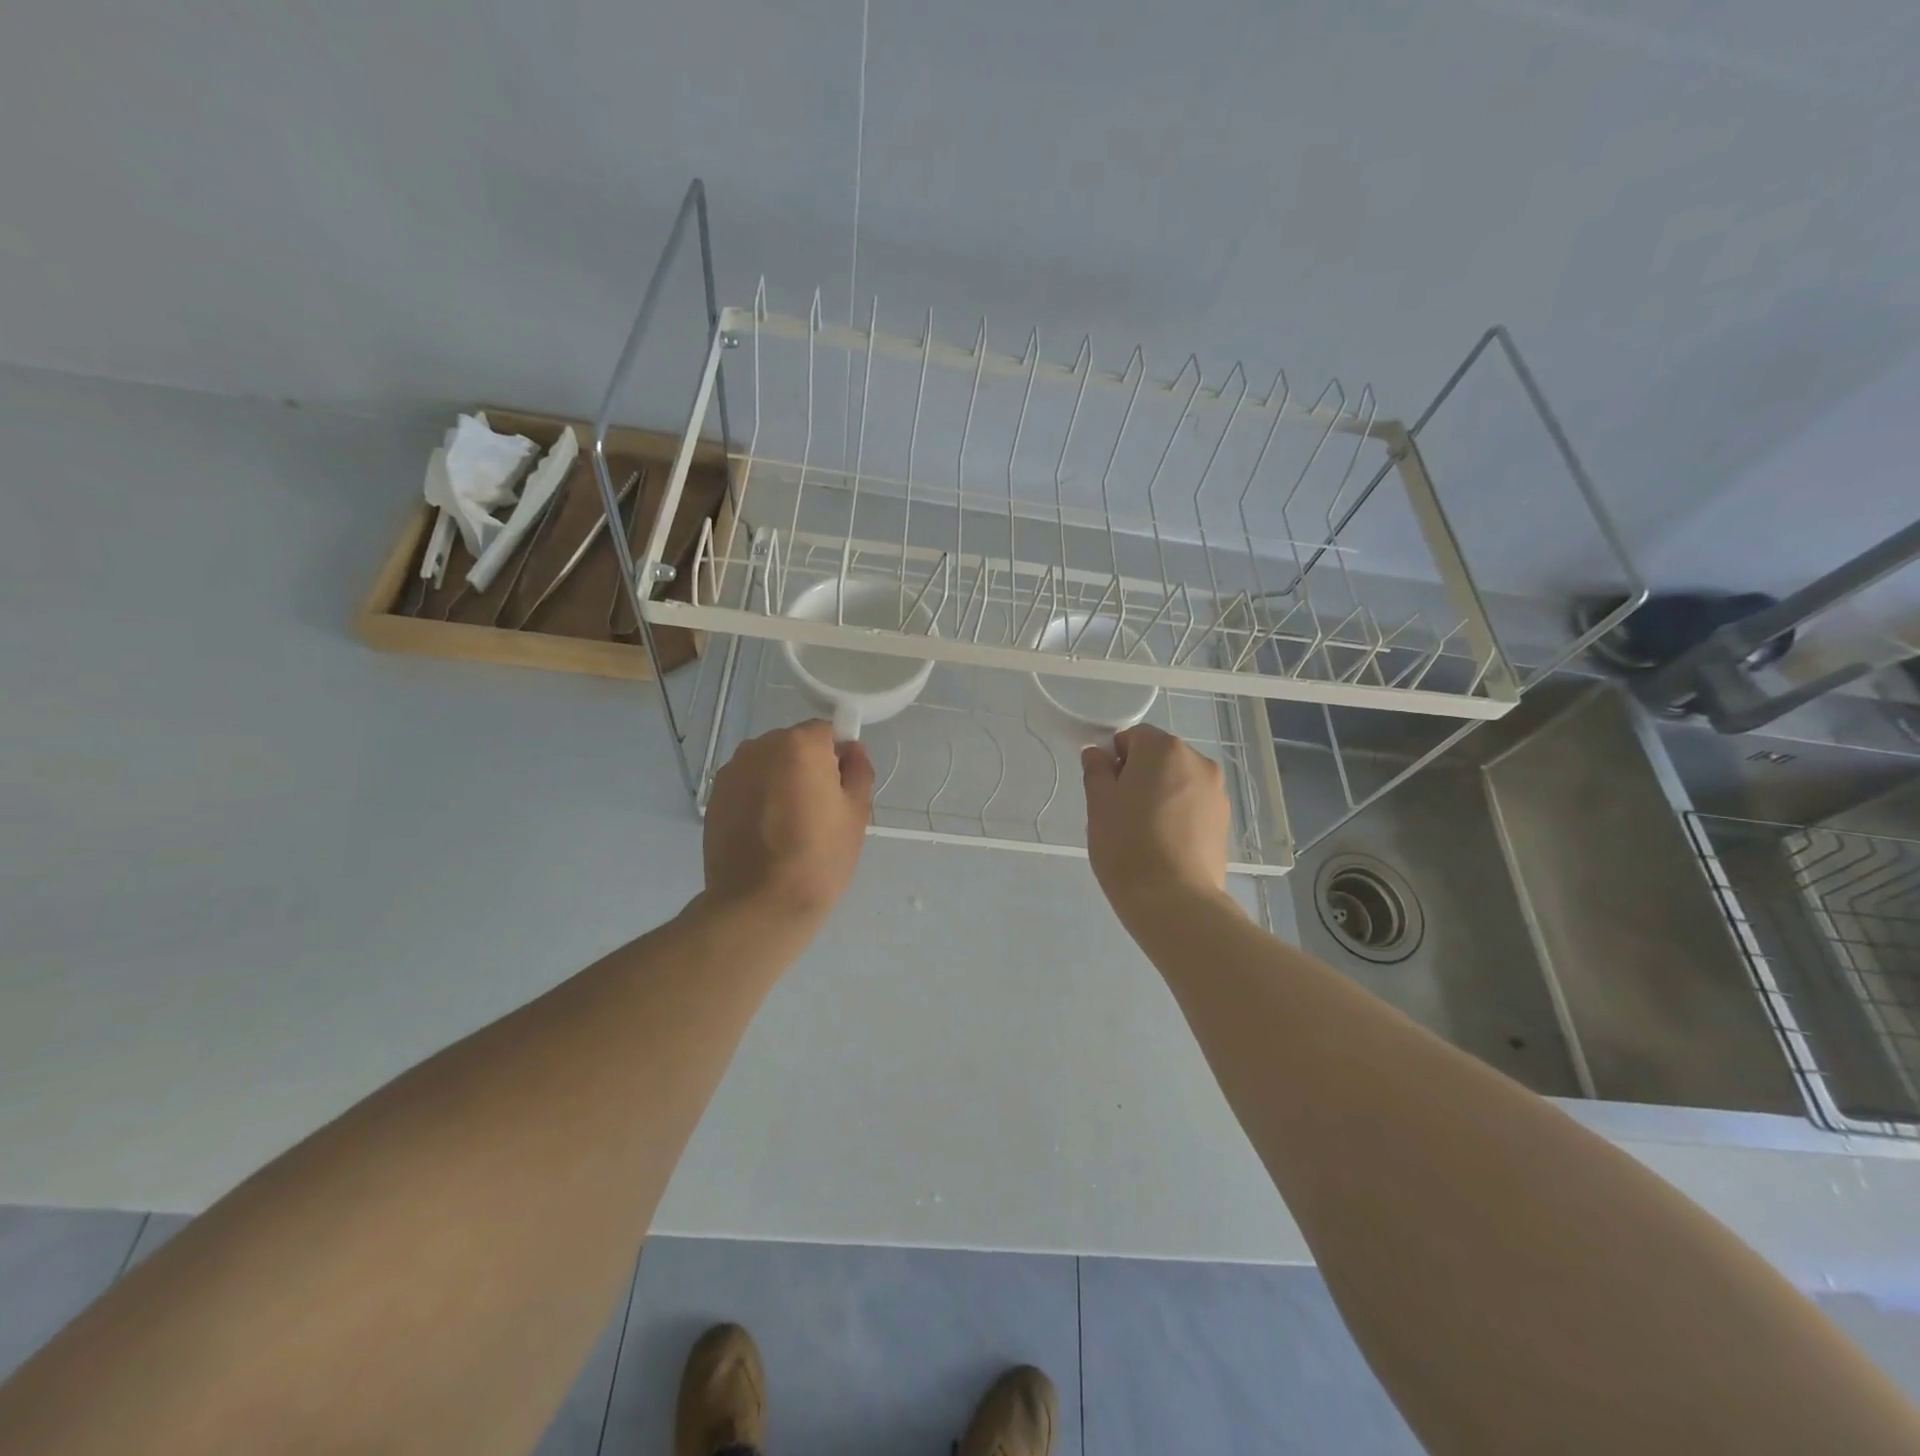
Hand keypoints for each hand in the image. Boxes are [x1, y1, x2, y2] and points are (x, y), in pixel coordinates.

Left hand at [702, 721, 874, 928]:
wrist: (760, 904)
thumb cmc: (819, 856)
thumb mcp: (856, 813)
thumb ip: (858, 771)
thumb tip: (852, 751)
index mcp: (799, 744)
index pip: (827, 732)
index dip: (838, 757)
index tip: (841, 788)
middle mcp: (760, 747)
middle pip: (794, 745)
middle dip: (807, 767)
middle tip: (818, 810)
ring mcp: (732, 771)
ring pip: (768, 765)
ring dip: (780, 781)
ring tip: (789, 825)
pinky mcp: (714, 797)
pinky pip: (747, 785)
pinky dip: (758, 798)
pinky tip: (765, 833)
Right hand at [1082, 725, 1230, 922]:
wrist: (1174, 900)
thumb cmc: (1127, 845)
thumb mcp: (1098, 804)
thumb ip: (1096, 770)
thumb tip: (1098, 754)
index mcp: (1164, 749)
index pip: (1133, 737)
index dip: (1114, 759)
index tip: (1106, 790)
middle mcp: (1197, 762)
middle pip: (1159, 756)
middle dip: (1139, 775)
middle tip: (1120, 812)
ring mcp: (1216, 792)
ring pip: (1177, 781)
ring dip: (1160, 794)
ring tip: (1145, 832)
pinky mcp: (1224, 820)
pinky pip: (1193, 804)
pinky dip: (1178, 814)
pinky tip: (1165, 844)